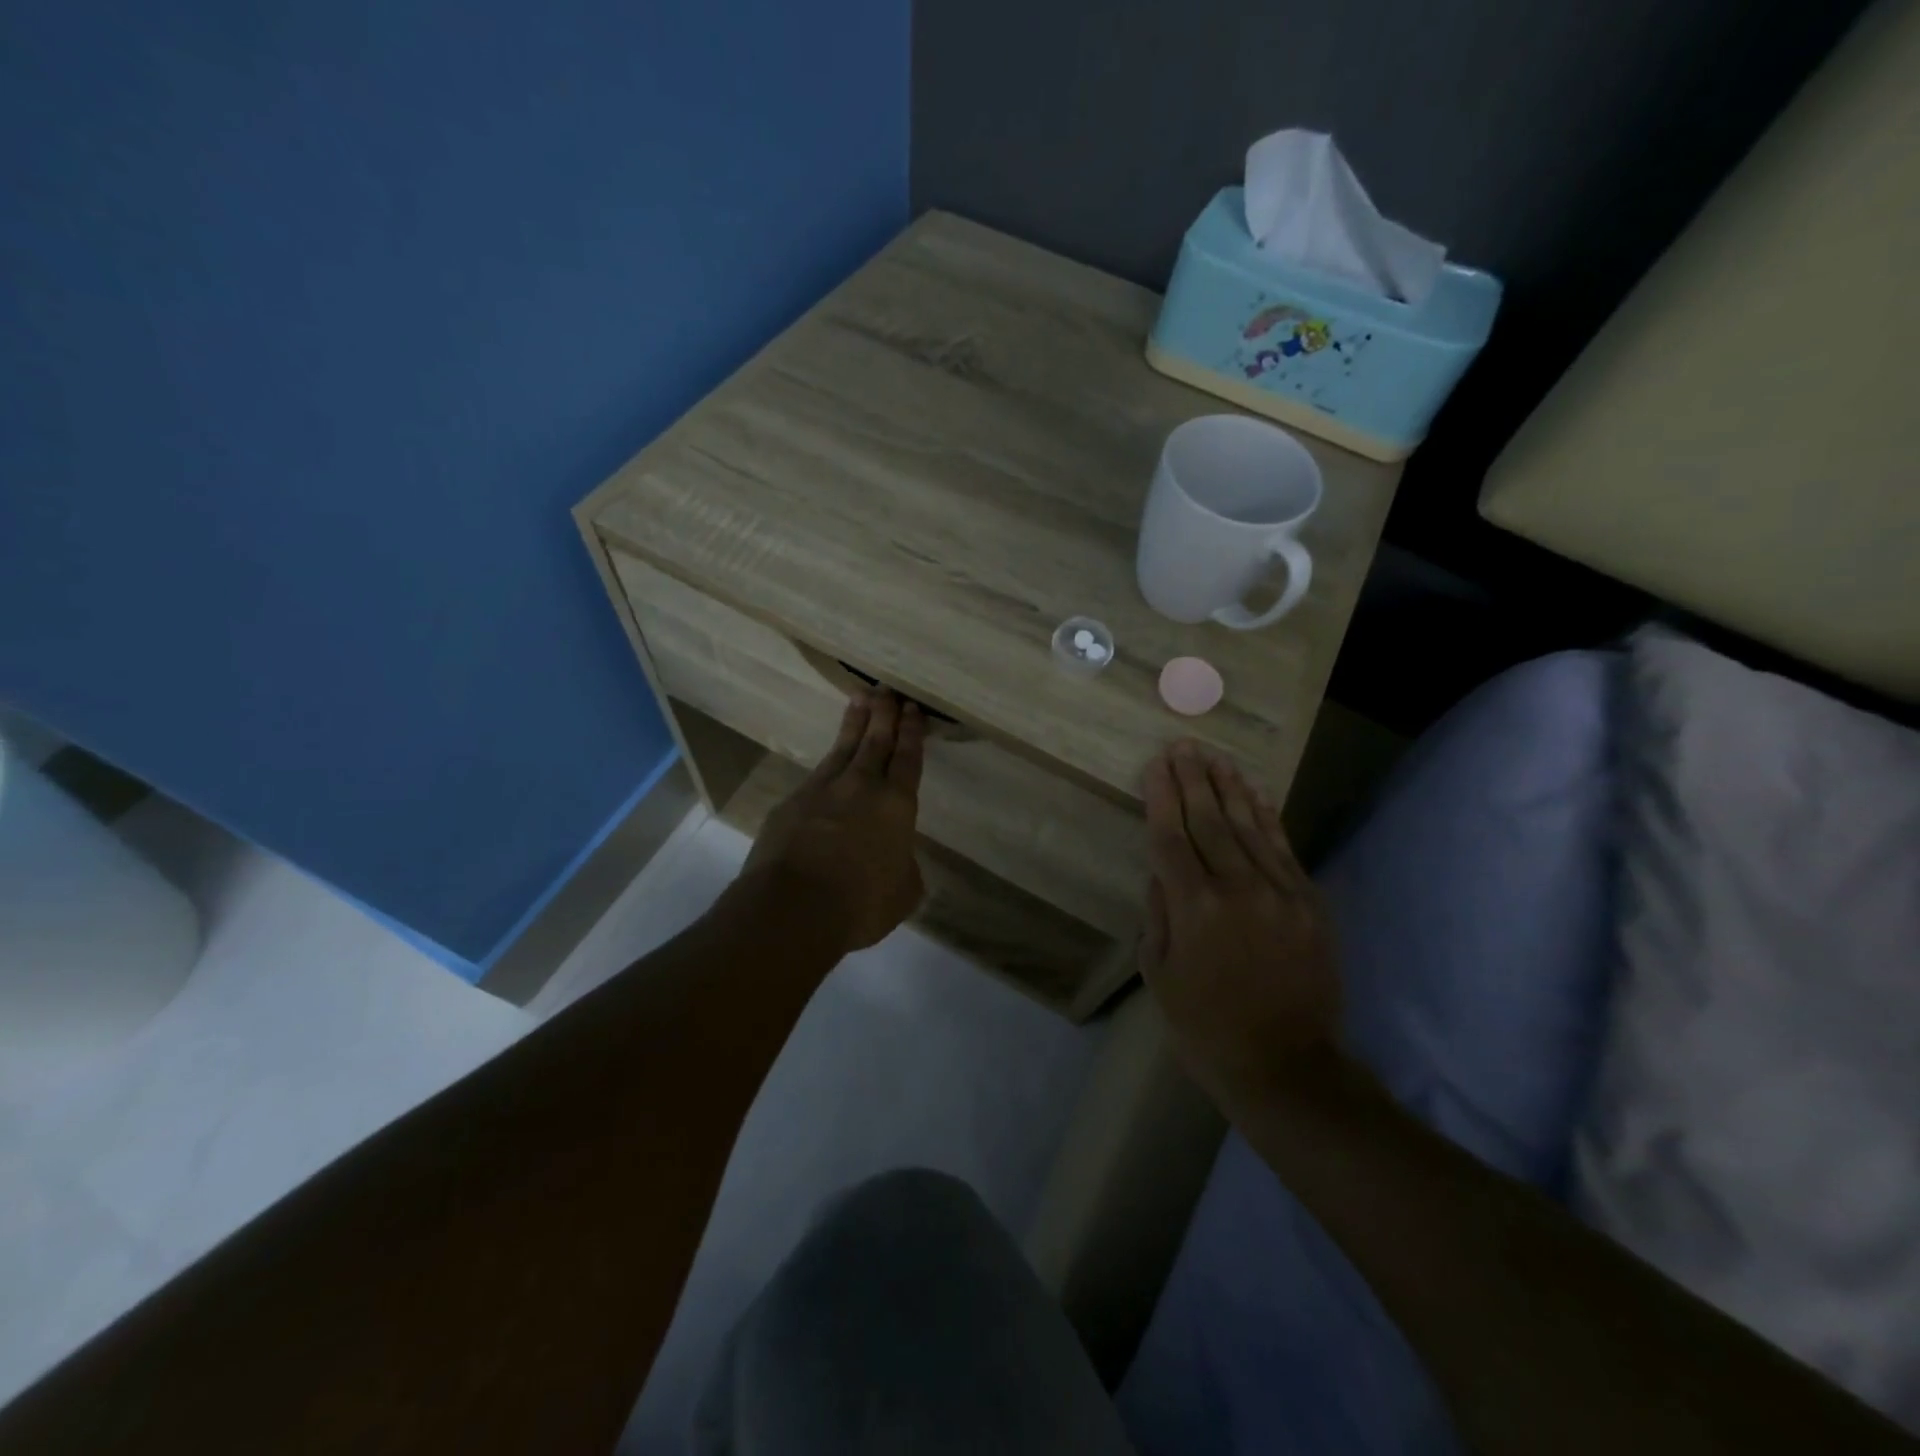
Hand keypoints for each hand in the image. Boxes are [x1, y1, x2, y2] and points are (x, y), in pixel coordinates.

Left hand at [742, 690, 925, 950]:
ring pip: (844, 748)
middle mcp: (862, 787)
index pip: (908, 760)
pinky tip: (828, 761)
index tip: (913, 710)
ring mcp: (823, 790)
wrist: (795, 907)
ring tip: (860, 698)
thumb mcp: (902, 893)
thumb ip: (903, 869)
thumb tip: (896, 861)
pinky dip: (827, 762)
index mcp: (897, 806)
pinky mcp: (792, 802)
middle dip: (884, 714)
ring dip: (854, 723)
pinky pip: (816, 775)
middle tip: (887, 690)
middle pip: (876, 742)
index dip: (912, 733)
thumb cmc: (861, 904)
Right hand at [1139, 740, 1340, 1107]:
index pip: (1171, 837)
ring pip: (1249, 826)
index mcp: (1194, 909)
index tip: (1155, 765)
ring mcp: (1280, 893)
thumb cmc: (1205, 1026)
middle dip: (1192, 780)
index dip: (1161, 797)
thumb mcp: (1160, 974)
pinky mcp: (1310, 902)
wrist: (1286, 1066)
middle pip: (1210, 821)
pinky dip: (1267, 817)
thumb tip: (1162, 872)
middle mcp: (1238, 889)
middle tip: (1182, 746)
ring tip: (1214, 757)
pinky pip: (1284, 849)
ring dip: (1230, 788)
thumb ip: (1159, 914)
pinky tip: (1255, 793)